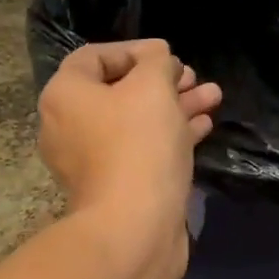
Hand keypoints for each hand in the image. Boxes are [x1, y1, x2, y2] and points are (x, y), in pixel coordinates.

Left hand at [38, 39, 221, 263]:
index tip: (170, 56)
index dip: (135, 50)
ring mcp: (91, 161)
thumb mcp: (153, 86)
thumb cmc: (139, 145)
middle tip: (195, 78)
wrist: (135, 228)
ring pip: (135, 122)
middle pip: (118, 91)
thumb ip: (157, 61)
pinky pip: (141, 150)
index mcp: (65, 96)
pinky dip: (169, 135)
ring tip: (213, 97)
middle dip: (163, 81)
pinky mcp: (115, 187)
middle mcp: (69, 126)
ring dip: (174, 106)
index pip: (95, 57)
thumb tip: (158, 57)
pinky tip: (204, 126)